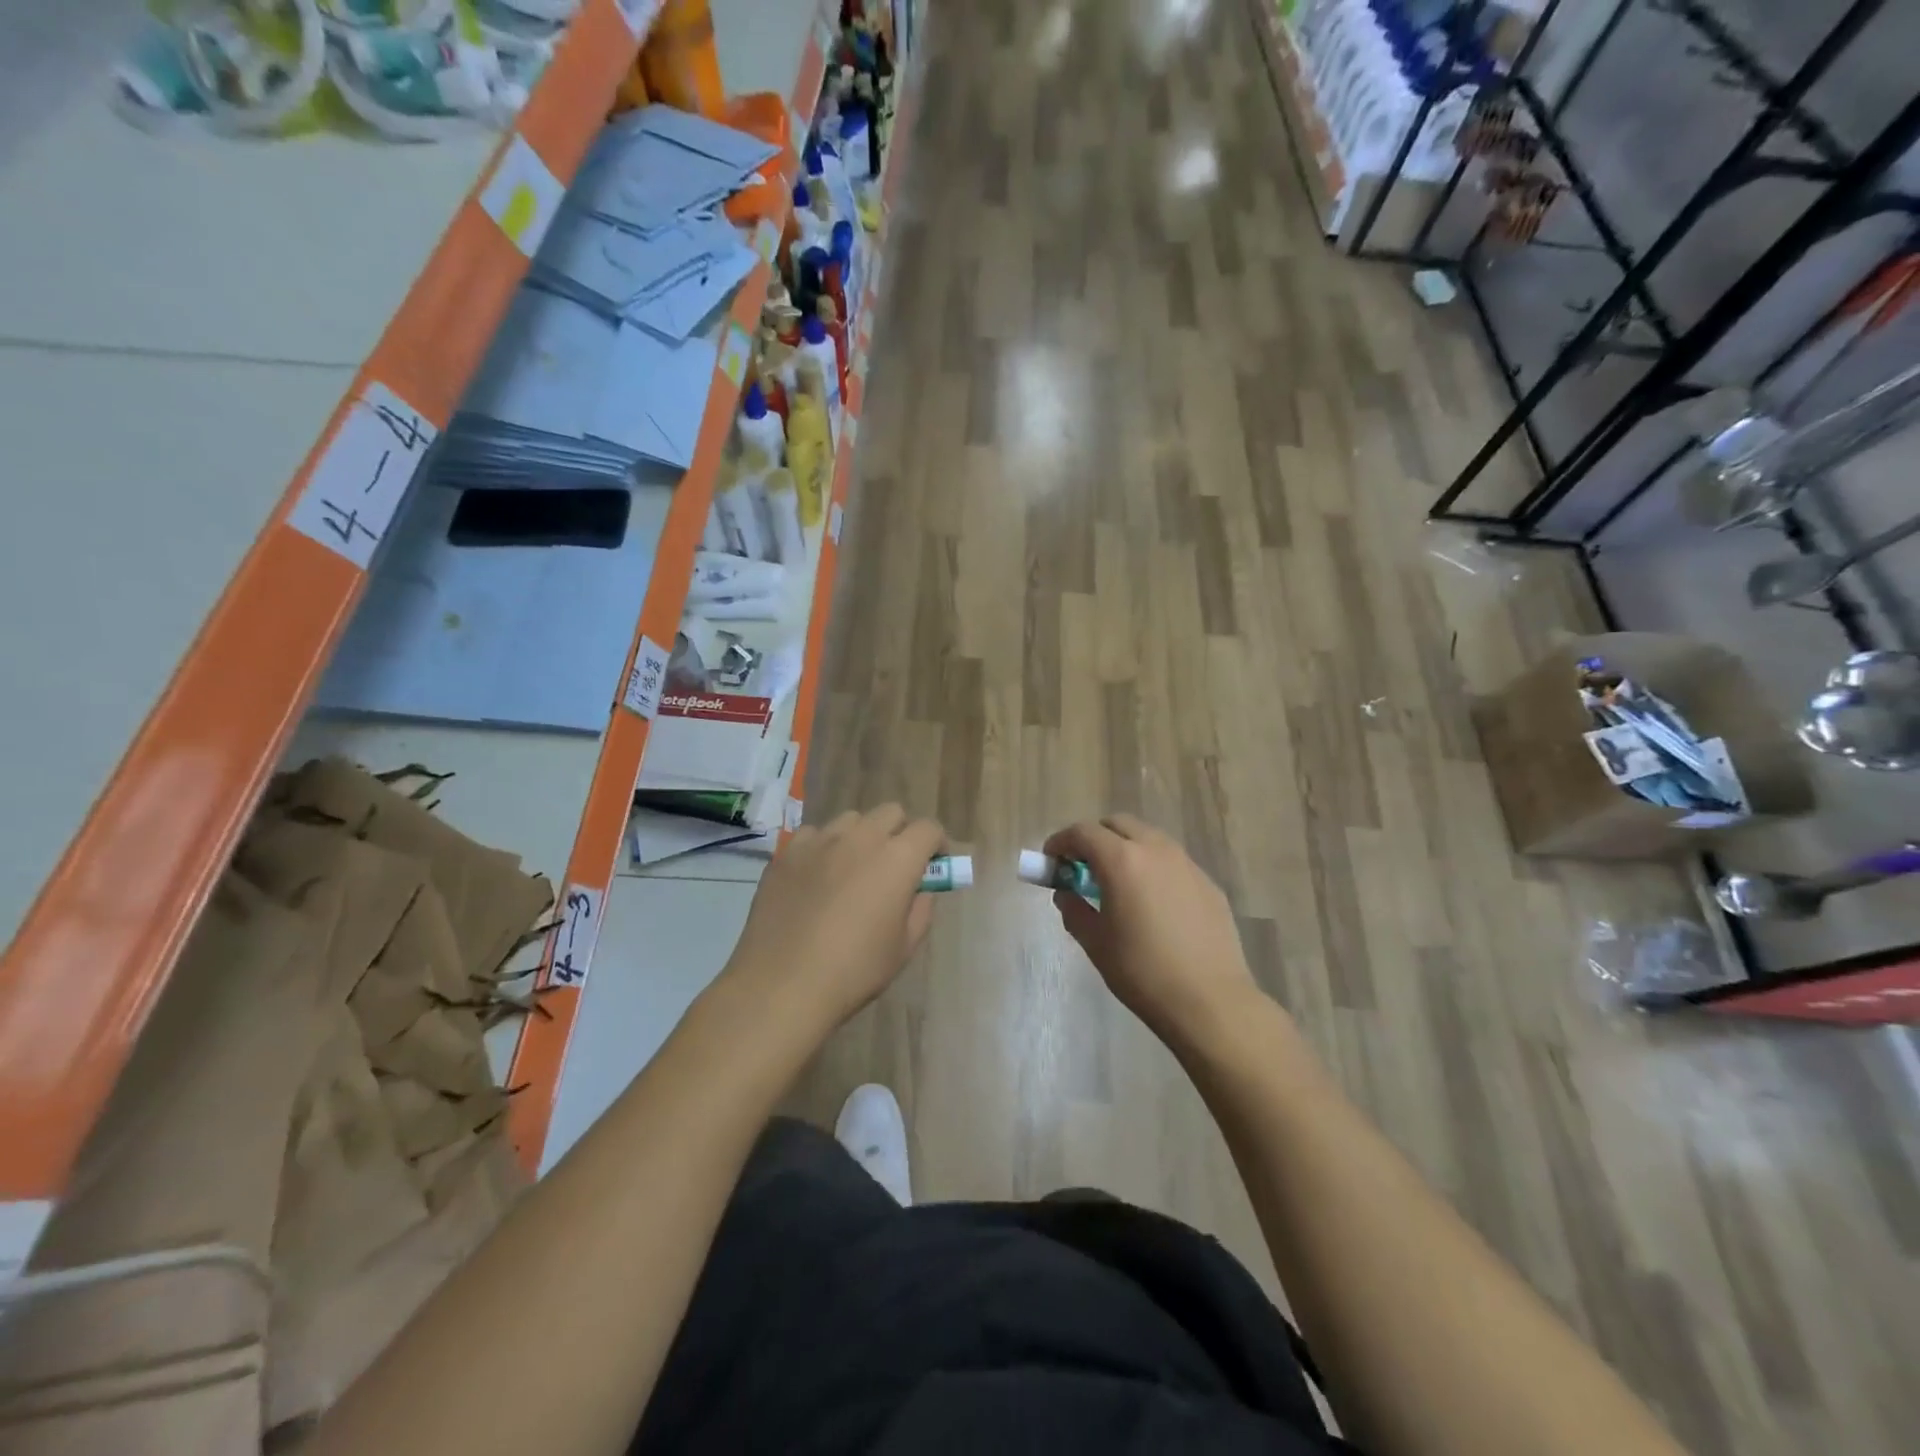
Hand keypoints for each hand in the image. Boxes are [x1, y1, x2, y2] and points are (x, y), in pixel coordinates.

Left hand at [724, 805, 944, 1033]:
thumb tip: (919, 889)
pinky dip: (823, 848)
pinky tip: (816, 878)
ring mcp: (820, 841)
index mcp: (898, 858)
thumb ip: (920, 908)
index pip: (928, 828)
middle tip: (894, 866)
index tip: (933, 865)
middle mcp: (861, 838)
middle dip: (900, 833)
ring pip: (851, 820)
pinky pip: (814, 835)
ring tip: (852, 869)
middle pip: (890, 813)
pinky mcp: (787, 852)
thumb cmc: (853, 971)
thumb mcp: (904, 947)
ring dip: (861, 836)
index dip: (936, 844)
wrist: (782, 985)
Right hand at [1044, 815, 1263, 1050]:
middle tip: (1082, 867)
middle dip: (1095, 838)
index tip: (1051, 859)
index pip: (1083, 832)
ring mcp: (1186, 864)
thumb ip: (1074, 910)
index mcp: (1122, 860)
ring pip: (1148, 837)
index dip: (1061, 841)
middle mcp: (1155, 850)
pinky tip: (1151, 901)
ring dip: (1126, 847)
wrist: (1210, 1001)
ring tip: (1118, 881)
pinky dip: (1152, 867)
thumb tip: (1067, 894)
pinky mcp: (1207, 882)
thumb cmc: (1142, 972)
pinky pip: (1172, 861)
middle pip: (1117, 824)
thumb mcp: (1096, 943)